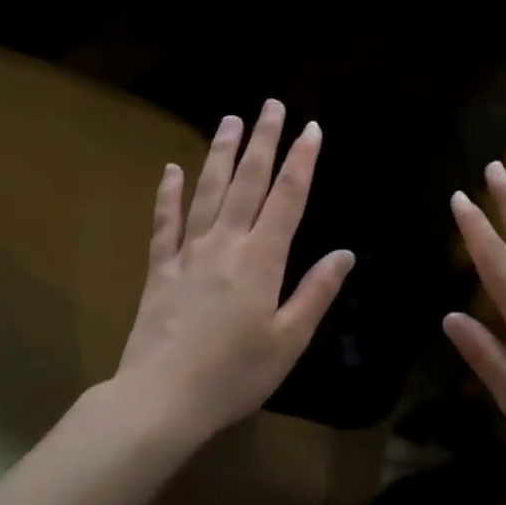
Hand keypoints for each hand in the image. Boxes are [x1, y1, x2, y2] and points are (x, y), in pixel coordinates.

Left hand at [112, 100, 353, 444]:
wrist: (162, 399)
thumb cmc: (235, 374)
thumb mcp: (288, 340)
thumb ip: (316, 292)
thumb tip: (345, 253)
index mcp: (262, 259)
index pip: (288, 198)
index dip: (302, 161)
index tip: (311, 128)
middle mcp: (226, 244)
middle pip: (247, 182)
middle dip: (262, 141)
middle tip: (270, 105)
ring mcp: (189, 252)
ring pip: (207, 191)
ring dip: (220, 153)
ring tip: (229, 121)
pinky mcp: (160, 268)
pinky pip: (165, 222)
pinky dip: (168, 194)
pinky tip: (171, 169)